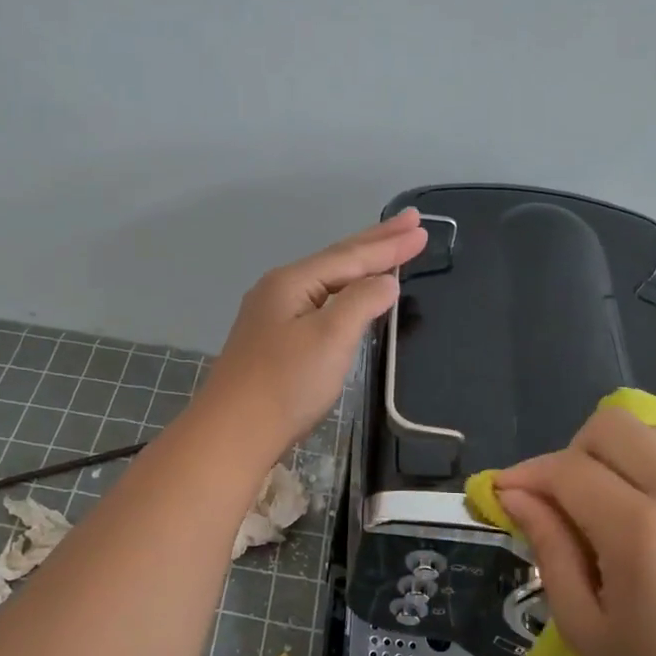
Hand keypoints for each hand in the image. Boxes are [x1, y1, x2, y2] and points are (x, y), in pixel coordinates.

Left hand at [198, 210, 427, 460]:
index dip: (389, 245)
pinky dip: (345, 293)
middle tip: (411, 222)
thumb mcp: (330, 337)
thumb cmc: (285, 383)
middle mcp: (279, 291)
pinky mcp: (274, 343)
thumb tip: (385, 282)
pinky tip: (352, 296)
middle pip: (337, 260)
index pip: (350, 256)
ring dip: (361, 266)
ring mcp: (273, 317)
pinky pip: (319, 304)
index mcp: (292, 282)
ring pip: (327, 282)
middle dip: (376, 242)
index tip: (423, 228)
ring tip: (388, 250)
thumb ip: (361, 302)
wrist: (233, 433)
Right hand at [495, 404, 655, 655]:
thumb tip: (516, 498)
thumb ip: (550, 551)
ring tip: (599, 506)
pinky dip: (644, 463)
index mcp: (640, 533)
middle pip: (608, 426)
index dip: (526, 476)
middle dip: (567, 454)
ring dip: (608, 454)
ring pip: (645, 431)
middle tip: (558, 503)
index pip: (567, 470)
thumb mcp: (588, 629)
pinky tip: (639, 511)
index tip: (503, 496)